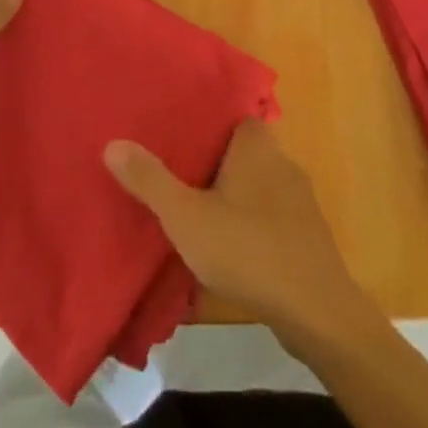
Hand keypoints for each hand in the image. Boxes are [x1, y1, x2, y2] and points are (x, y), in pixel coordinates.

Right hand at [104, 121, 371, 347]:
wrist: (315, 310)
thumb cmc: (248, 250)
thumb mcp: (187, 217)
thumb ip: (150, 180)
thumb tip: (112, 143)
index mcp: (256, 145)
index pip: (232, 116)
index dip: (205, 122)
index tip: (176, 133)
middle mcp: (281, 161)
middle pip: (241, 151)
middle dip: (213, 162)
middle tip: (176, 173)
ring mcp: (298, 199)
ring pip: (256, 185)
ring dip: (231, 197)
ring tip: (195, 211)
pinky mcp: (305, 234)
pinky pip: (269, 217)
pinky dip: (249, 226)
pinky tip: (228, 249)